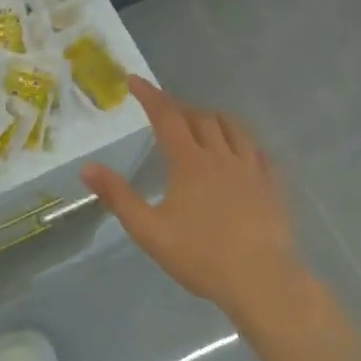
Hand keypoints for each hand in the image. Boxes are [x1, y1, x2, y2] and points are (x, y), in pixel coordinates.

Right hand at [81, 77, 316, 320]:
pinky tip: (243, 152)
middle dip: (180, 107)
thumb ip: (118, 197)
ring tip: (203, 121)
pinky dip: (244, 142)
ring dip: (214, 118)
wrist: (261, 280)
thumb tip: (88, 168)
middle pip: (201, 118)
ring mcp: (251, 169)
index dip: (150, 96)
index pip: (166, 117)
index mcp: (190, 162)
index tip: (134, 80)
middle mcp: (221, 156)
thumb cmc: (200, 255)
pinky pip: (259, 152)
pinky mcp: (272, 186)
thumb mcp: (148, 230)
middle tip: (165, 110)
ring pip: (234, 128)